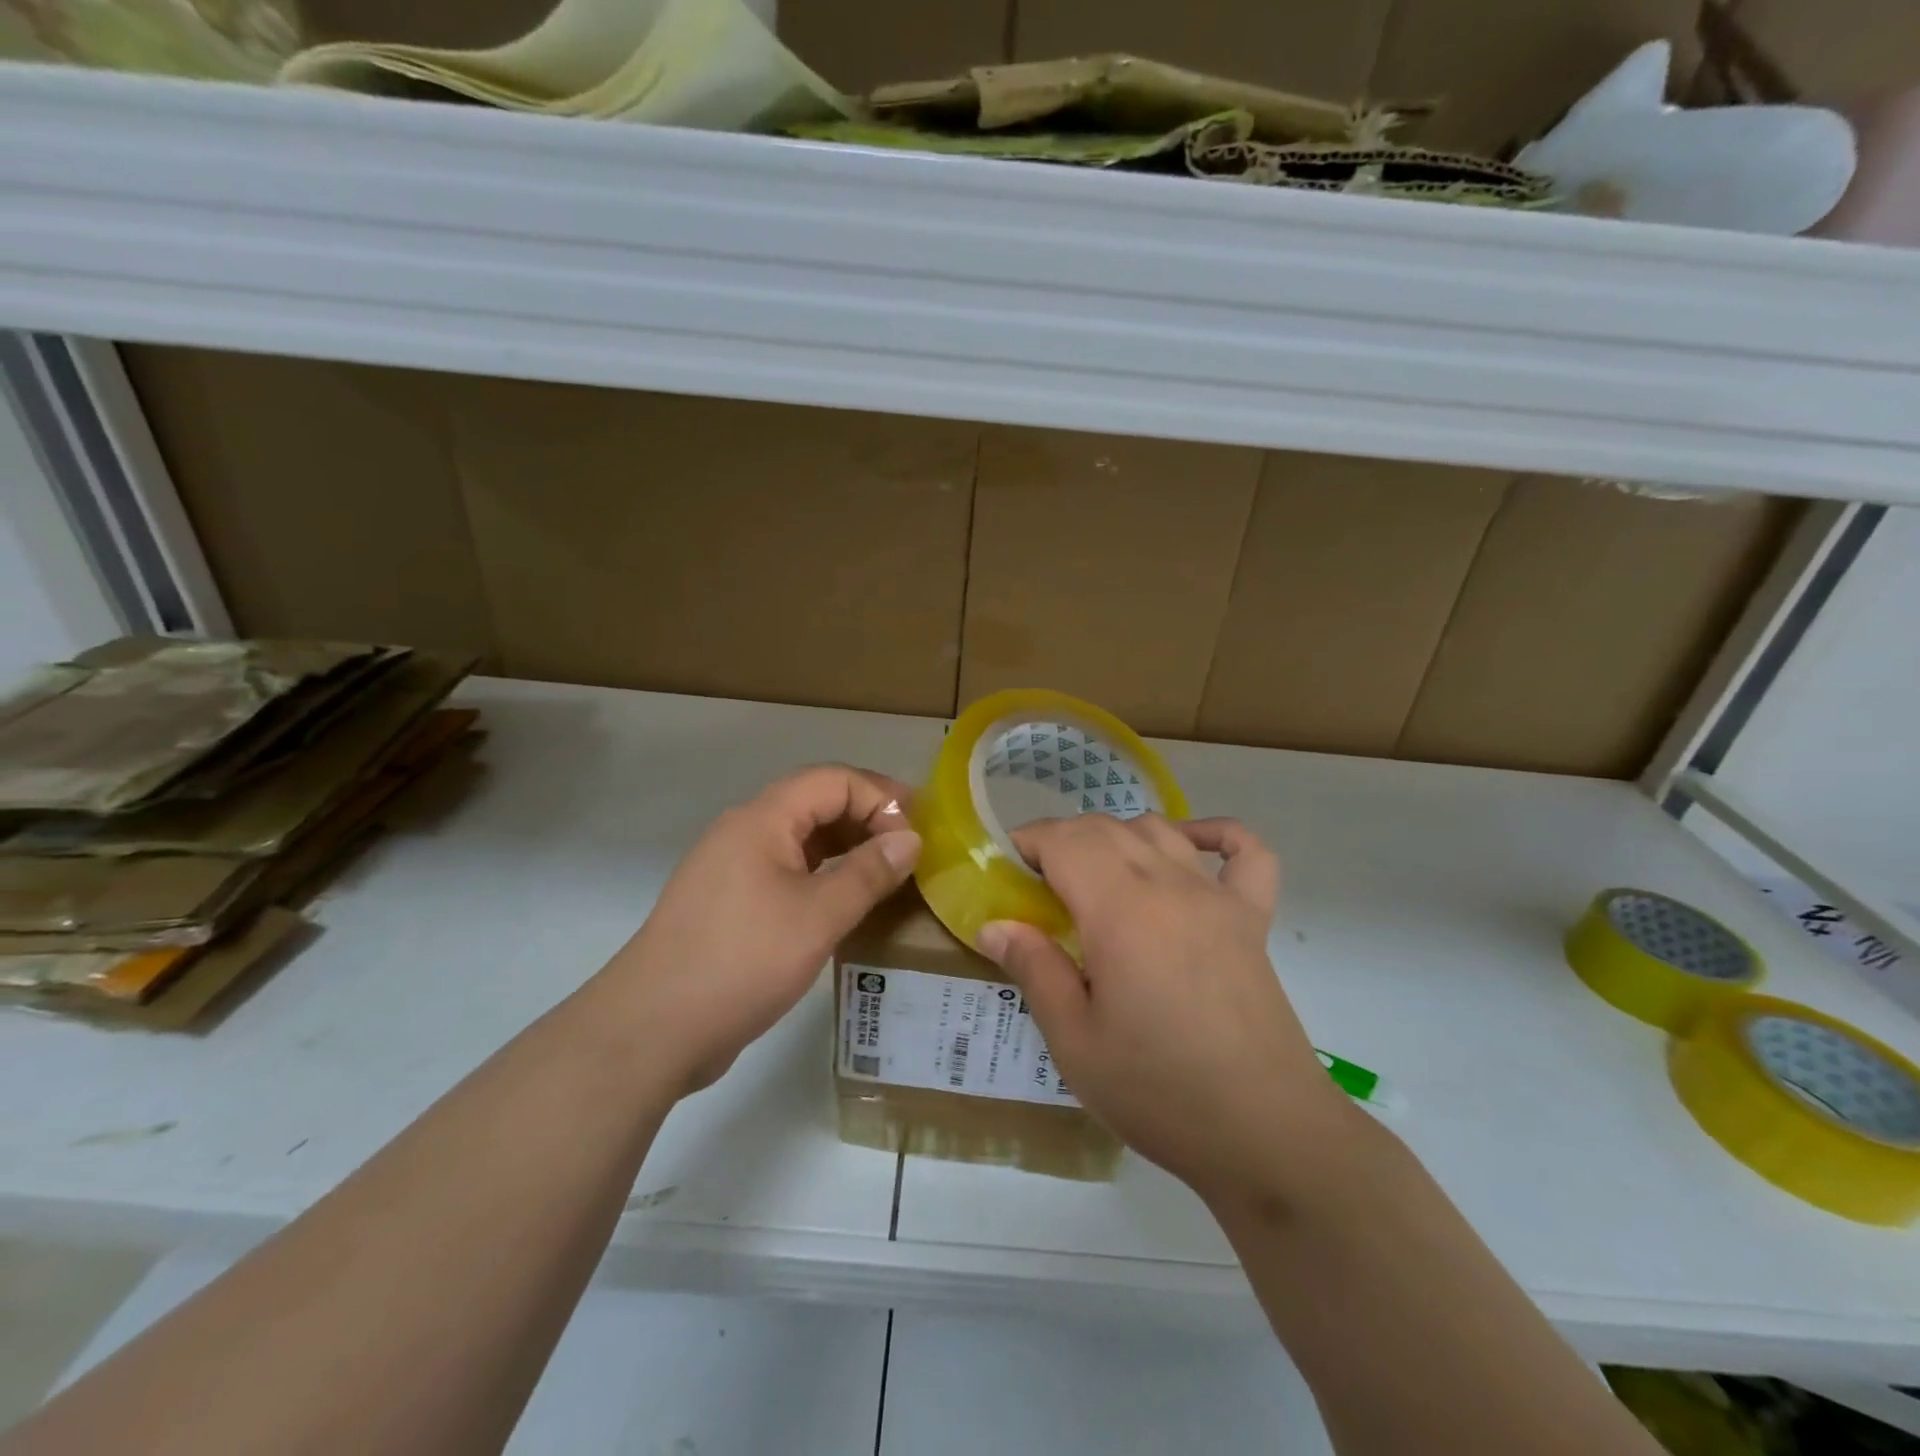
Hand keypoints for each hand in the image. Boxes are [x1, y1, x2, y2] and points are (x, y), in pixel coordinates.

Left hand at [595, 765, 920, 1094]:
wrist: (652, 1029)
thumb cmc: (741, 961)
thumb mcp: (818, 916)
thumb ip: (868, 872)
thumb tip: (910, 840)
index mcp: (762, 819)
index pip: (833, 780)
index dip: (881, 797)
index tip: (918, 833)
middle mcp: (745, 831)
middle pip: (816, 802)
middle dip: (867, 817)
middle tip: (911, 849)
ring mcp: (733, 867)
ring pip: (801, 838)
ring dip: (847, 846)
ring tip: (888, 872)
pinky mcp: (729, 902)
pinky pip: (787, 870)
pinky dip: (823, 874)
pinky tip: (846, 901)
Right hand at [975, 814, 1352, 1204]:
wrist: (1265, 1134)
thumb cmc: (1157, 1091)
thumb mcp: (1074, 1041)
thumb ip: (1034, 969)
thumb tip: (993, 925)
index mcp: (1121, 911)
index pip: (1066, 840)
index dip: (1030, 841)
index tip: (1008, 867)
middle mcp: (1170, 886)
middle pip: (1108, 828)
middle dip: (1064, 839)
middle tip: (1040, 884)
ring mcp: (1219, 899)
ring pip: (1160, 830)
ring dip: (1118, 836)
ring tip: (1097, 875)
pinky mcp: (1253, 920)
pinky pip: (1244, 852)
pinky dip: (1215, 834)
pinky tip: (1189, 846)